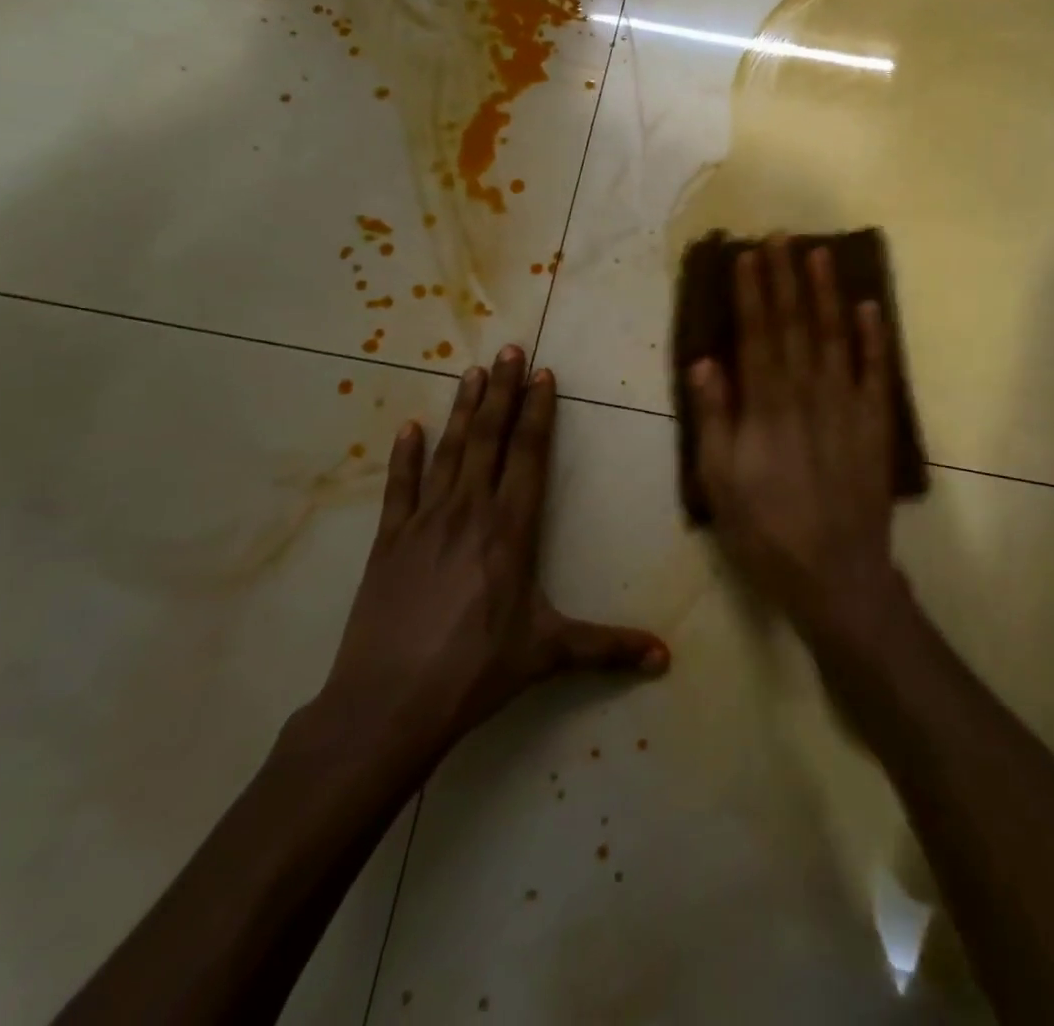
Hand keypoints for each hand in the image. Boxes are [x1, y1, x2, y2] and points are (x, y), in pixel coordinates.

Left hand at [313, 348, 669, 769]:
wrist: (387, 704)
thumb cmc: (476, 671)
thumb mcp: (548, 654)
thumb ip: (607, 648)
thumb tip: (665, 658)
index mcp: (511, 530)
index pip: (529, 456)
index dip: (538, 412)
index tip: (543, 375)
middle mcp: (470, 511)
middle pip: (490, 439)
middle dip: (504, 392)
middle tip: (510, 350)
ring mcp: (425, 522)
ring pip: (449, 451)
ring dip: (463, 410)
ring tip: (473, 371)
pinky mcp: (389, 540)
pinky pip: (400, 487)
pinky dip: (405, 455)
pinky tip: (409, 427)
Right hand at [689, 240, 901, 639]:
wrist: (835, 573)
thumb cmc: (766, 531)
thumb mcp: (720, 482)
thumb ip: (714, 418)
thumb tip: (704, 362)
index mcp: (766, 407)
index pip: (757, 335)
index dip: (752, 293)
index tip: (748, 255)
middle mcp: (807, 394)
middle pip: (795, 325)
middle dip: (786, 278)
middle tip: (782, 236)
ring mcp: (846, 406)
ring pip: (835, 337)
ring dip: (827, 294)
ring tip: (821, 254)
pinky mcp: (876, 424)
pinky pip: (876, 372)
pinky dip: (874, 338)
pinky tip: (869, 307)